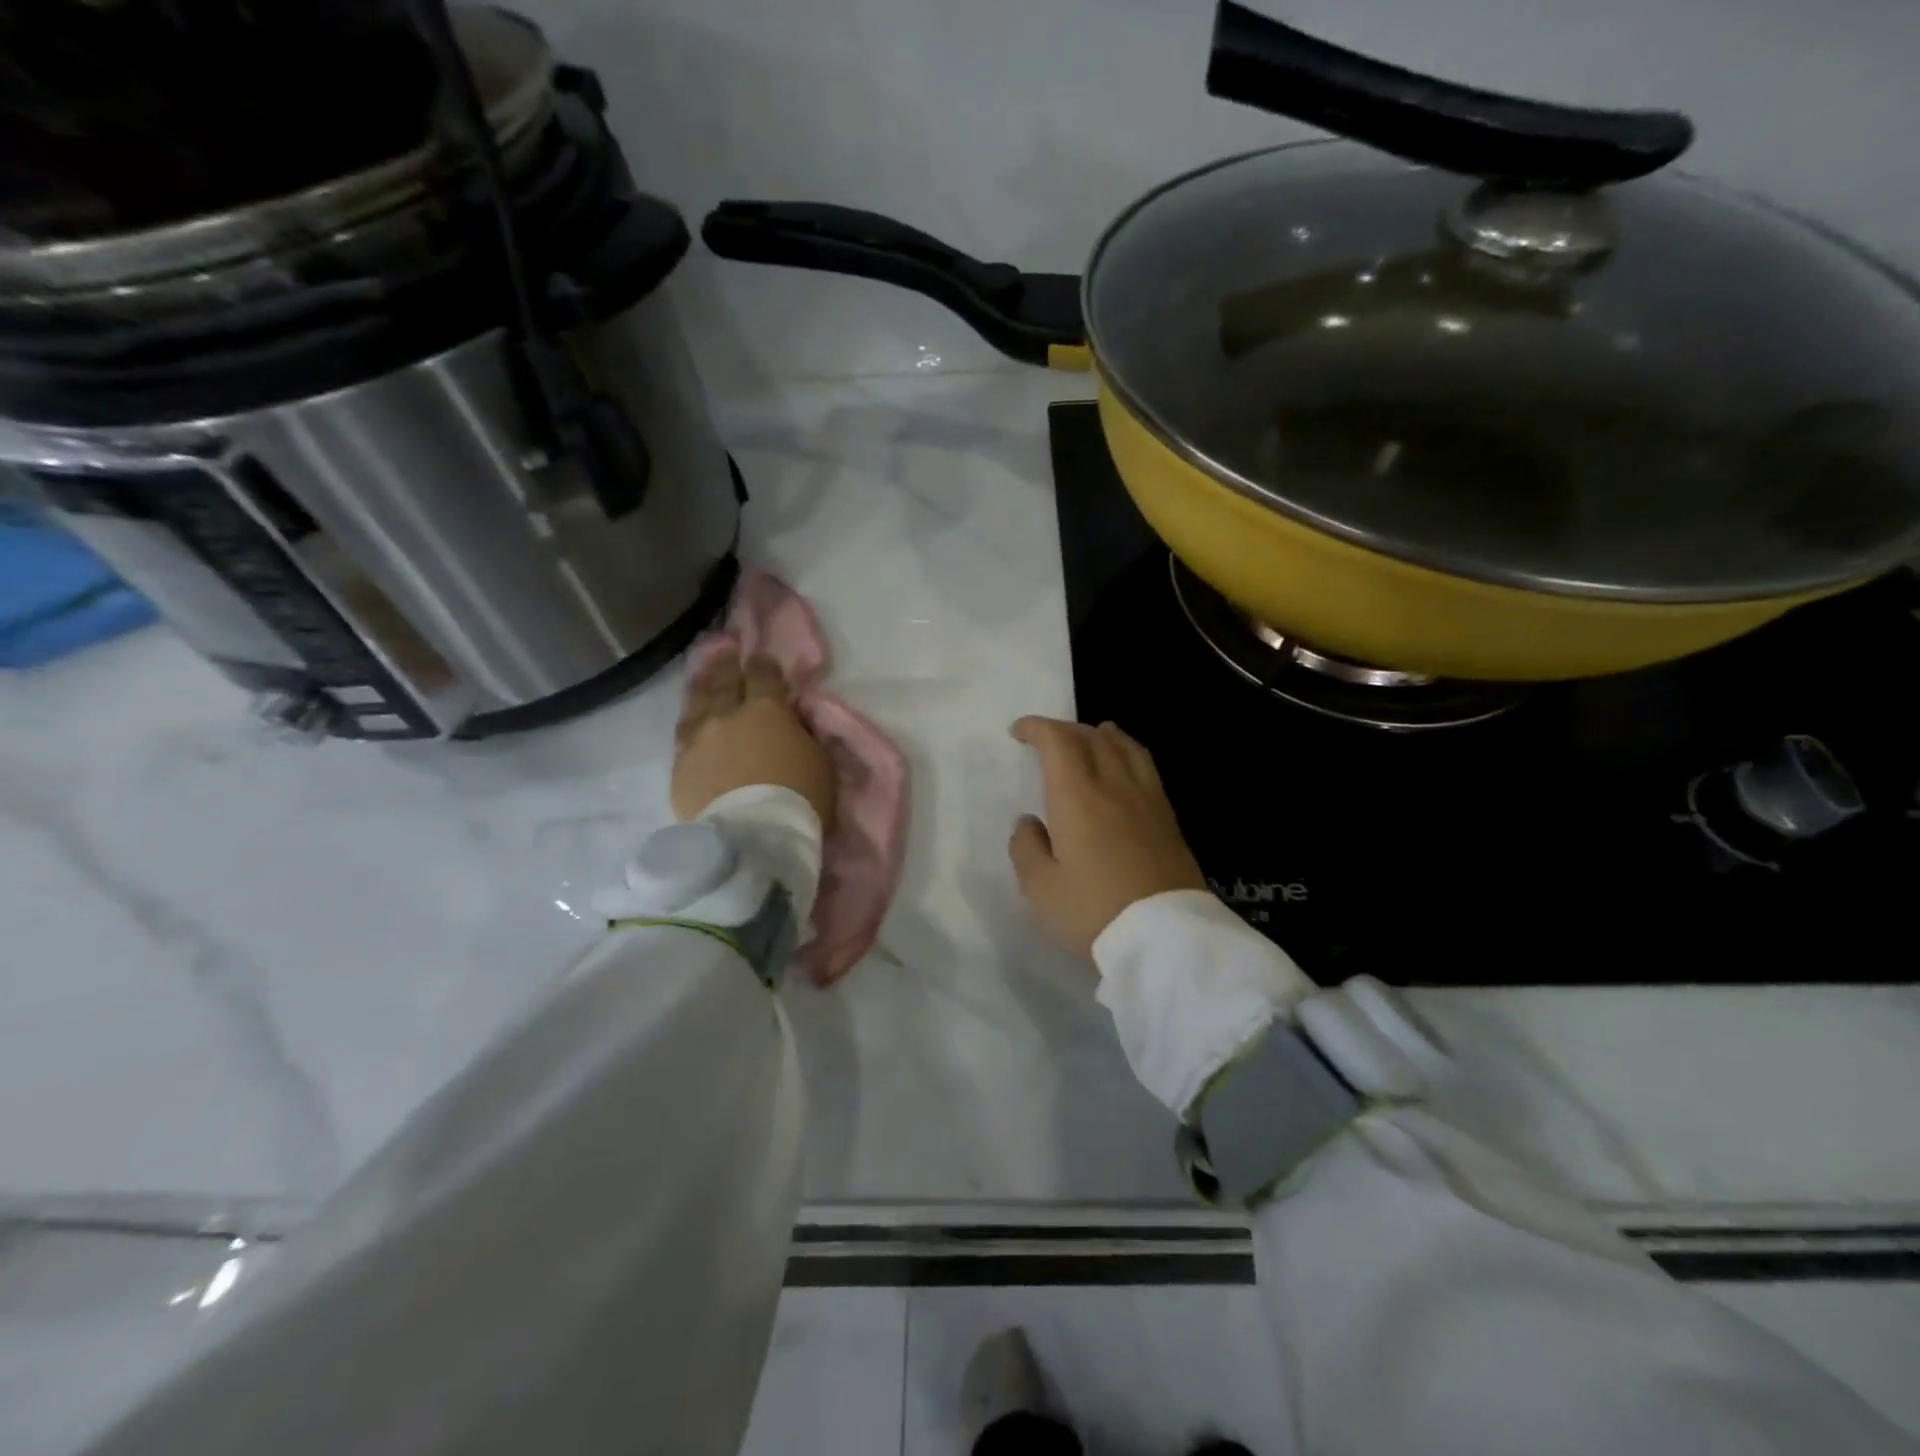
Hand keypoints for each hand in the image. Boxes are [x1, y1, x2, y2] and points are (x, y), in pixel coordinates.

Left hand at [673, 652, 835, 828]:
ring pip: (696, 705)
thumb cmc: (800, 798)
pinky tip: (692, 724)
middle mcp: (726, 716)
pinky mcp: (680, 769)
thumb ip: (801, 732)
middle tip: (726, 650)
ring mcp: (698, 741)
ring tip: (703, 679)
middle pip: (723, 681)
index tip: (763, 660)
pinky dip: (691, 726)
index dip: (764, 665)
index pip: (763, 675)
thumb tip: (790, 719)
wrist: (754, 839)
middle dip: (727, 664)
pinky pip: (683, 738)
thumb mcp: (819, 759)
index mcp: (766, 709)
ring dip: (702, 689)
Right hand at [1007, 716, 1207, 957]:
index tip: (1018, 732)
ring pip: (1125, 746)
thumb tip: (1029, 823)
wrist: (1165, 937)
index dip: (1036, 728)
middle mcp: (1114, 786)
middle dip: (1064, 729)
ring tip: (1091, 735)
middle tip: (1046, 739)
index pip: (1058, 742)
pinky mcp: (1168, 818)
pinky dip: (1128, 751)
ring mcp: (1146, 800)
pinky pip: (1145, 767)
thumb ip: (1026, 848)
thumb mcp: (1040, 888)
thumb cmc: (1094, 911)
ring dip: (1101, 734)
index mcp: (1077, 797)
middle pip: (1091, 737)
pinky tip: (1125, 765)